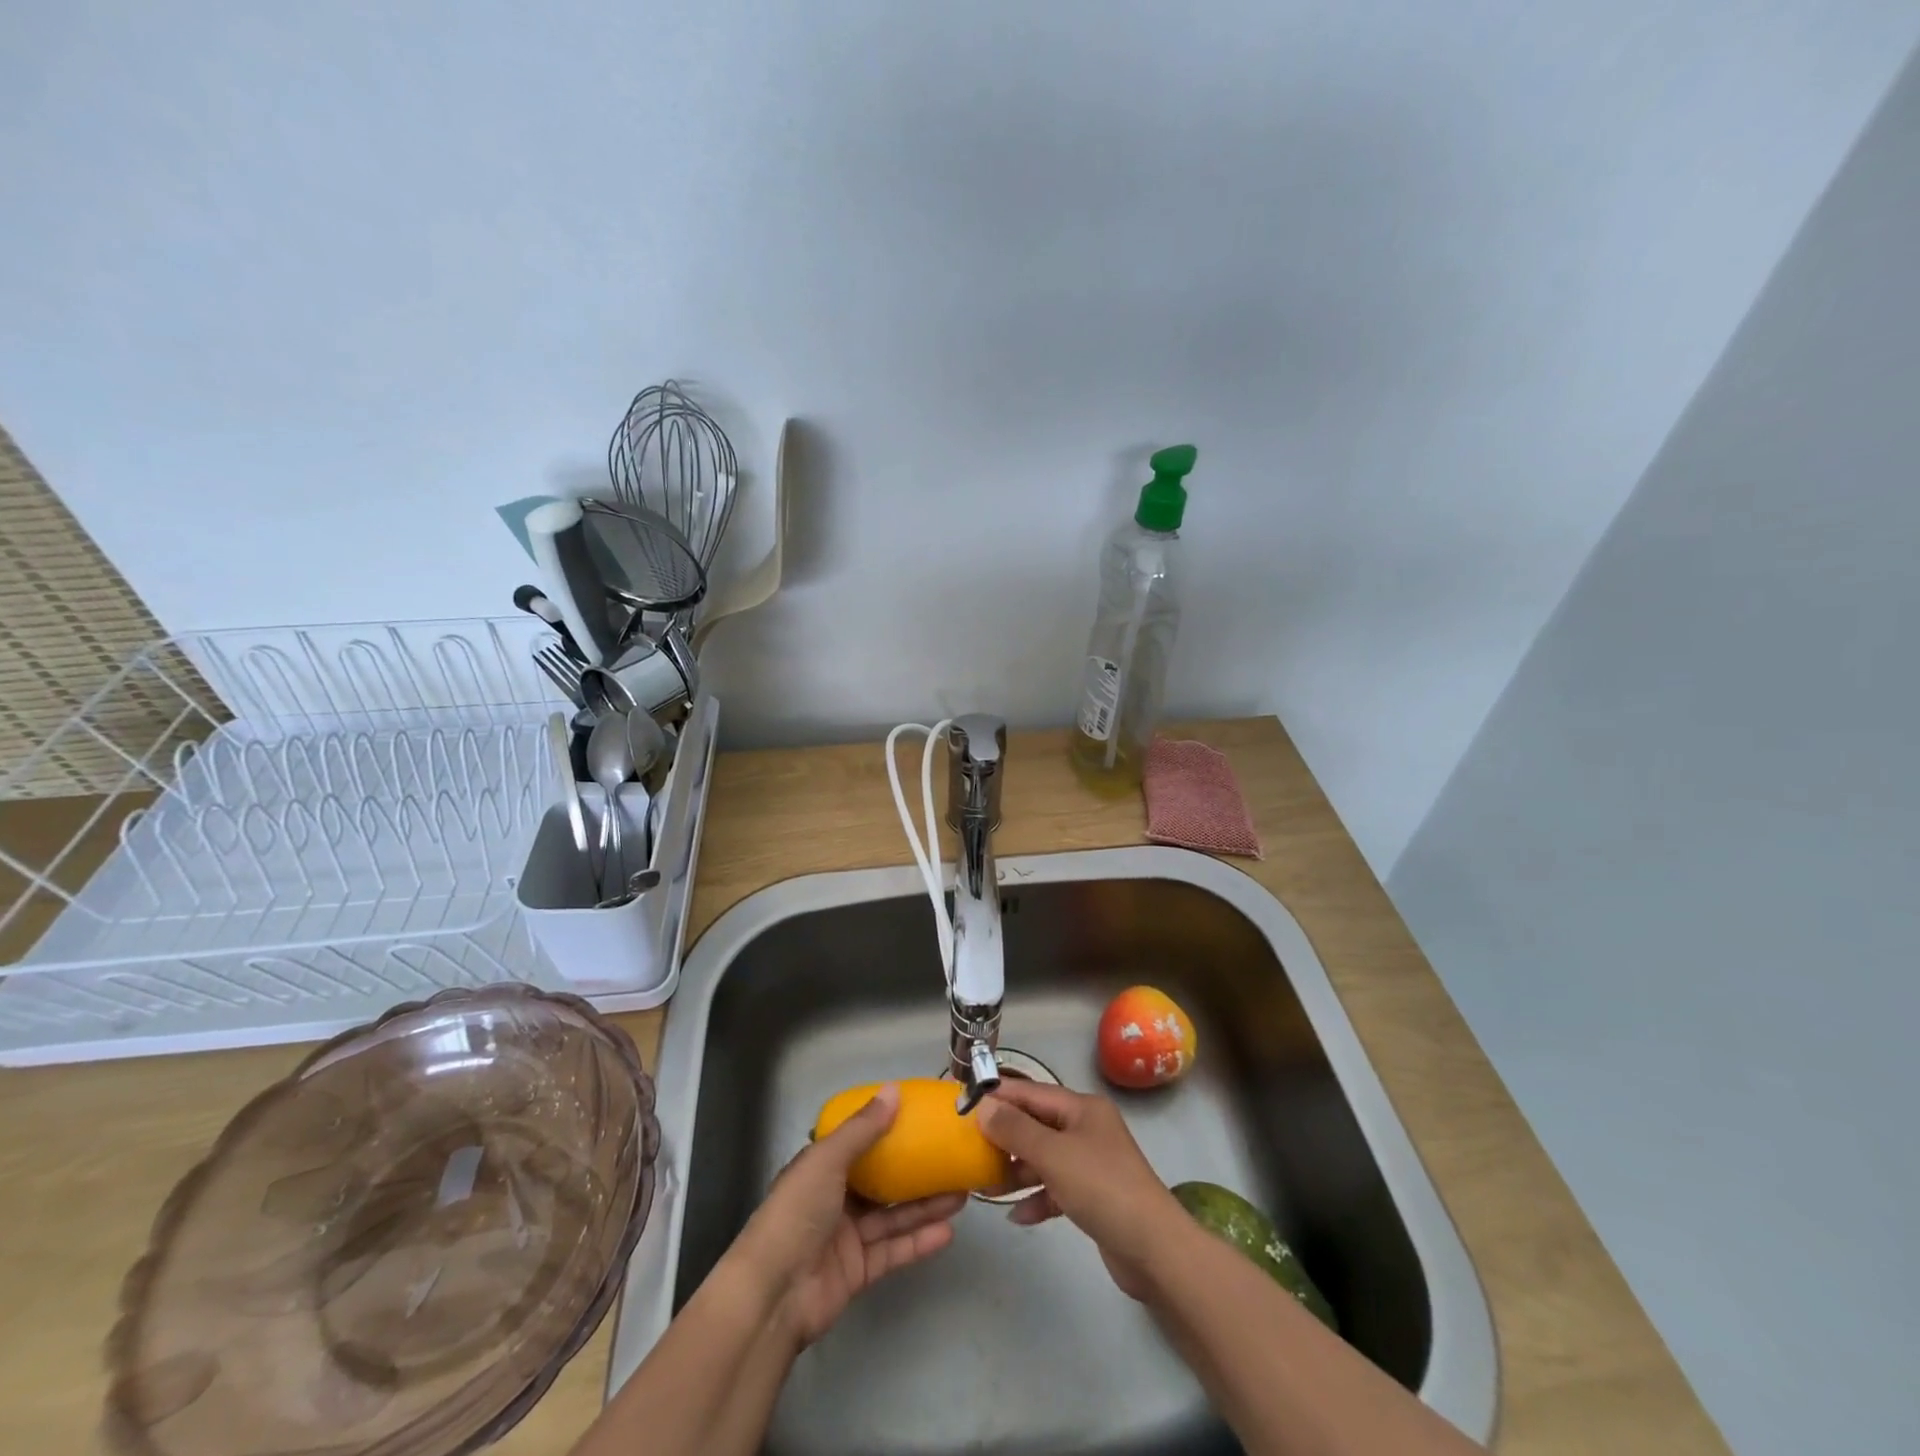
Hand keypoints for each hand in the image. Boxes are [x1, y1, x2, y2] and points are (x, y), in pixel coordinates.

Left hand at [730, 1083, 964, 1346]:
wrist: (773, 1294)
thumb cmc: (797, 1213)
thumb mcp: (827, 1160)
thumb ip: (863, 1128)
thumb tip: (894, 1090)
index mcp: (821, 1168)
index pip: (858, 1144)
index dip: (886, 1131)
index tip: (920, 1120)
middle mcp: (835, 1199)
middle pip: (882, 1182)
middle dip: (916, 1172)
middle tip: (952, 1160)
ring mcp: (847, 1237)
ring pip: (893, 1216)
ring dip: (925, 1206)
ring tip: (962, 1193)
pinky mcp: (858, 1271)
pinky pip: (893, 1250)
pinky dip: (918, 1241)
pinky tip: (947, 1231)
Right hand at [977, 1079, 1191, 1300]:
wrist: (1154, 1249)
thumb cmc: (1102, 1188)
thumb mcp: (1053, 1155)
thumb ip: (1016, 1129)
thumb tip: (984, 1106)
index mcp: (1082, 1108)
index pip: (1032, 1092)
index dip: (1000, 1096)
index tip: (965, 1103)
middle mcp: (1087, 1129)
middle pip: (1037, 1124)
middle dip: (1005, 1136)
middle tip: (970, 1148)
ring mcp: (1091, 1163)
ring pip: (1044, 1158)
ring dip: (1017, 1170)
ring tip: (986, 1186)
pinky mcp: (1093, 1196)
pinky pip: (1056, 1188)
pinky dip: (1037, 1198)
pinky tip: (1018, 1216)